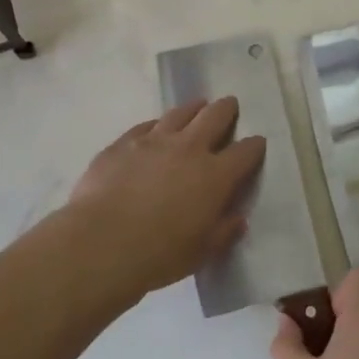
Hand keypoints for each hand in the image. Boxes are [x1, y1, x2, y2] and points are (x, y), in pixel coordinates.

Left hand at [64, 98, 265, 301]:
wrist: (101, 242)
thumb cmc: (159, 254)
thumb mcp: (202, 252)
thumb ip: (224, 232)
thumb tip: (238, 219)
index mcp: (215, 176)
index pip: (245, 152)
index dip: (254, 146)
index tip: (257, 142)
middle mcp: (188, 149)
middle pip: (214, 117)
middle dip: (226, 109)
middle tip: (230, 104)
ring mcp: (153, 141)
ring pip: (179, 113)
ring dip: (193, 108)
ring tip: (197, 105)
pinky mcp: (123, 143)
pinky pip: (145, 125)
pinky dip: (157, 124)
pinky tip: (155, 127)